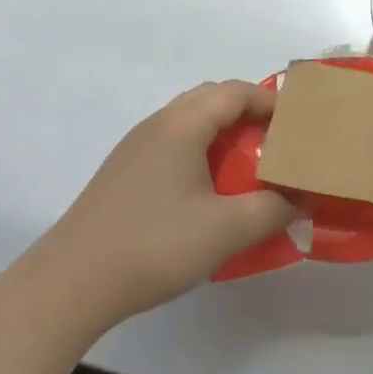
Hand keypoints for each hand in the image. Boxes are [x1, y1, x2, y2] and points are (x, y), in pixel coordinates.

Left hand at [41, 81, 298, 323]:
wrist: (72, 281)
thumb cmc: (154, 244)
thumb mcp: (225, 230)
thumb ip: (271, 210)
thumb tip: (299, 200)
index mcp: (182, 124)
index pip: (235, 91)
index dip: (270, 100)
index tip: (299, 123)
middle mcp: (158, 124)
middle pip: (210, 98)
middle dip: (248, 112)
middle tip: (277, 140)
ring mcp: (136, 147)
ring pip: (189, 122)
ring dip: (222, 133)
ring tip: (248, 164)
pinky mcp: (124, 173)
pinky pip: (173, 144)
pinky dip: (200, 151)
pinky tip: (208, 190)